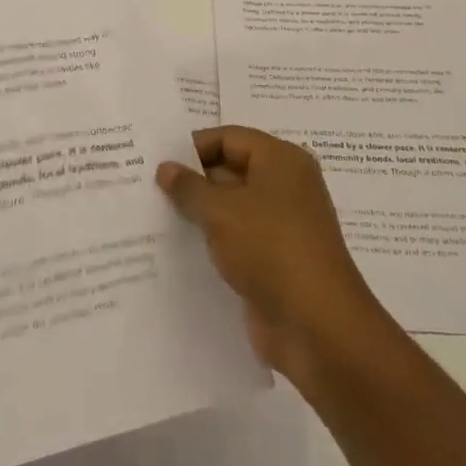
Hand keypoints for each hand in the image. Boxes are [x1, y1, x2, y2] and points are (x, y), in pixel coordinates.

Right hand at [156, 126, 388, 390]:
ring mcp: (282, 224)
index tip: (156, 162)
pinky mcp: (276, 259)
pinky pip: (237, 238)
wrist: (317, 327)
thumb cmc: (271, 249)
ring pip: (232, 207)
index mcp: (281, 160)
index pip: (229, 138)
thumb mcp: (221, 211)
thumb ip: (189, 187)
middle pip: (231, 170)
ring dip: (200, 212)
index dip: (192, 147)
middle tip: (148, 187)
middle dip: (193, 180)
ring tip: (155, 216)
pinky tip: (178, 248)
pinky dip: (212, 240)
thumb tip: (166, 168)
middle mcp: (286, 185)